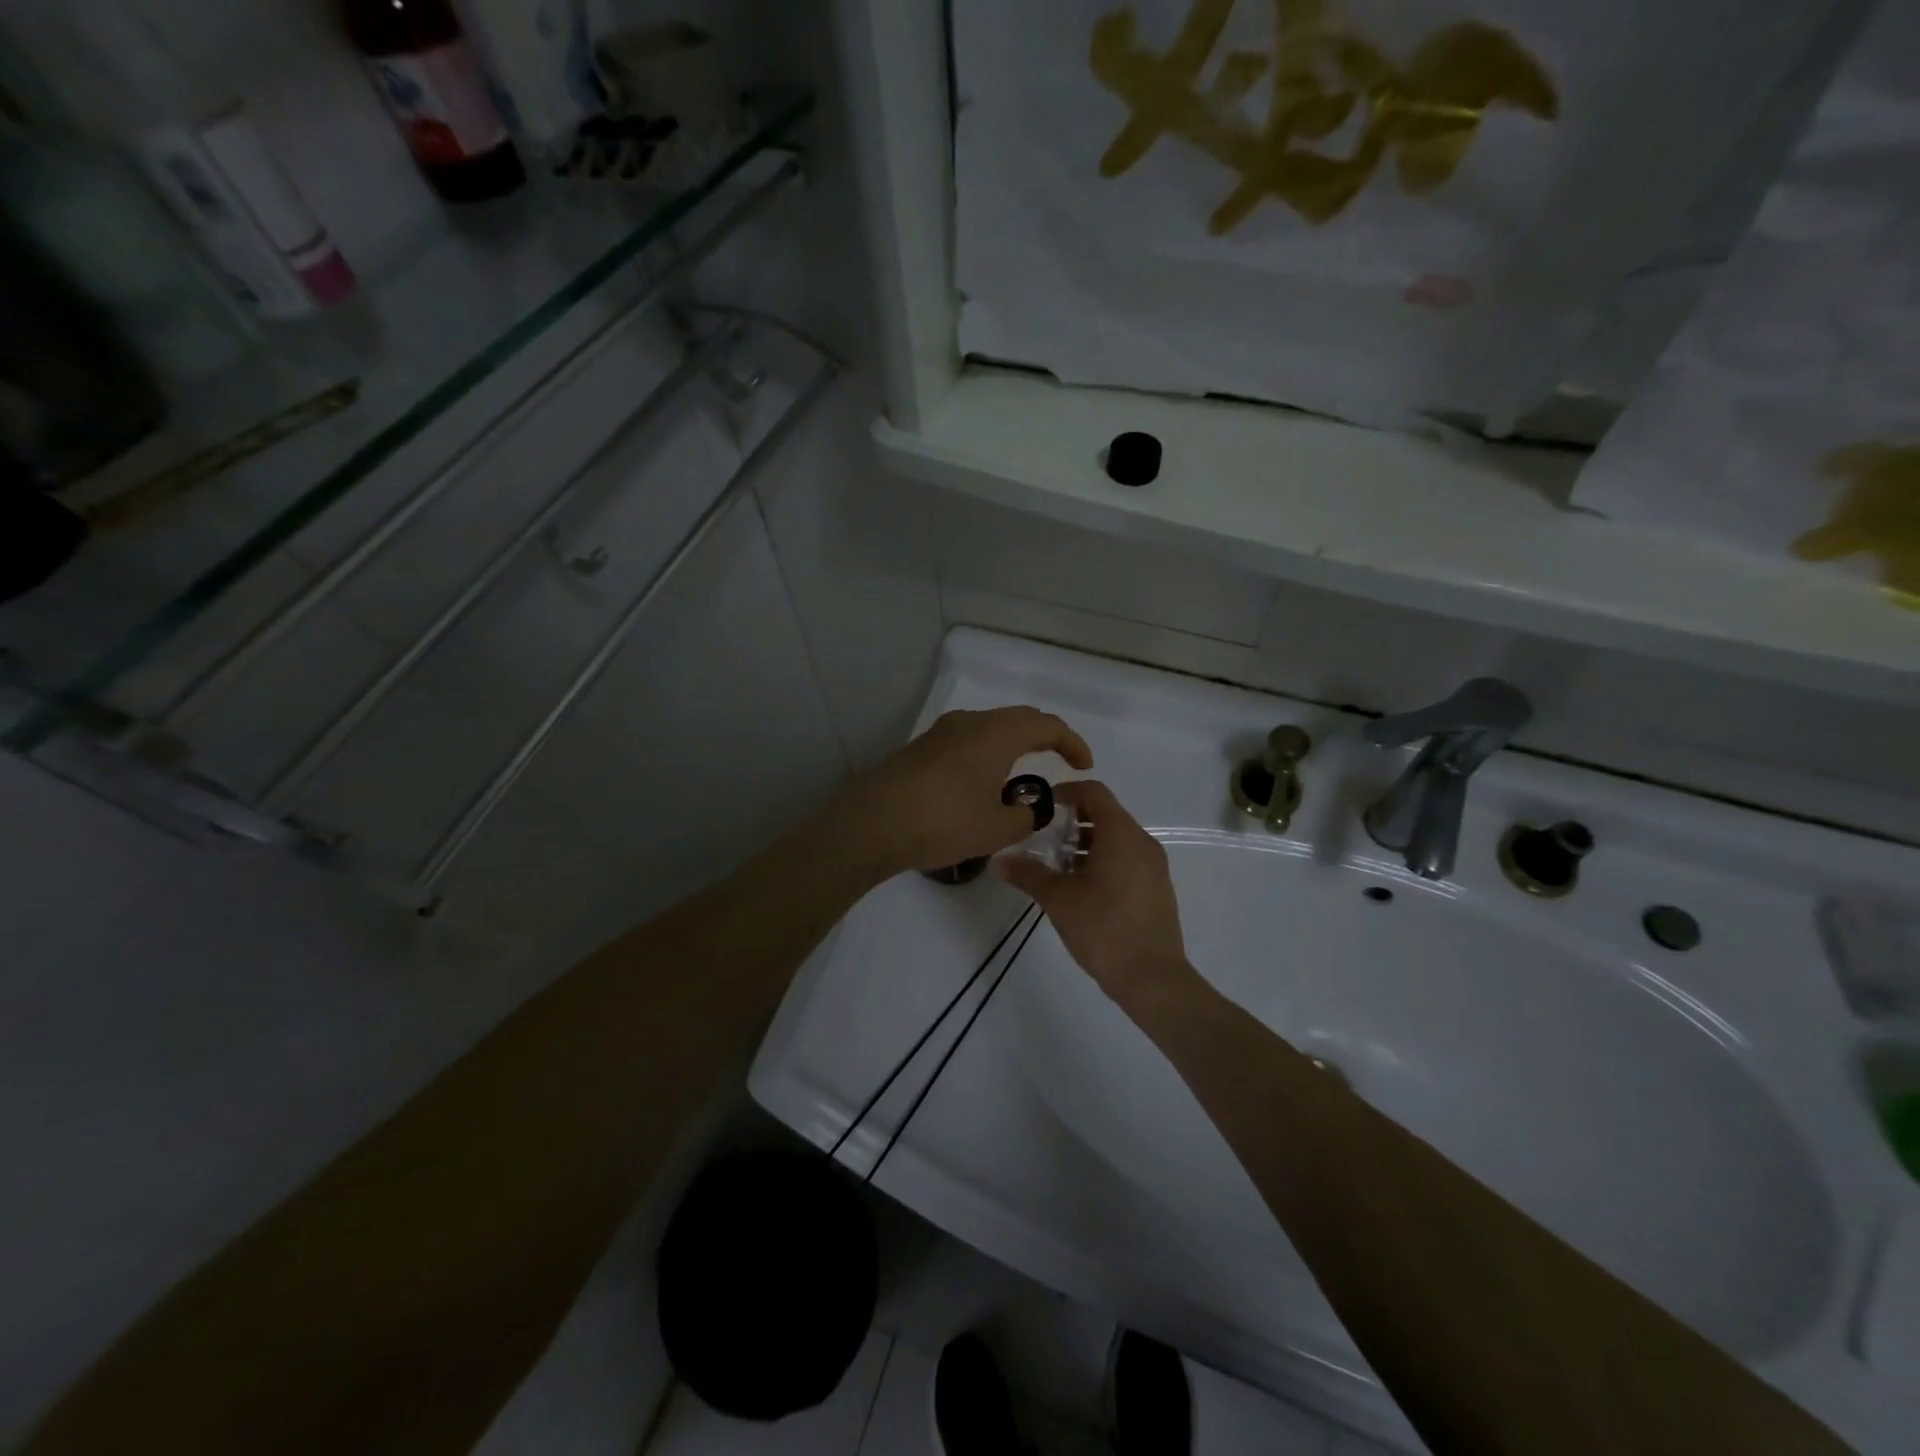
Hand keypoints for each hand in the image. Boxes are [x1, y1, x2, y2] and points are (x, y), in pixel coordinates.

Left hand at [845, 708, 1093, 874]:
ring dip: (1011, 745)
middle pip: (1018, 719)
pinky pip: (966, 741)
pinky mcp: (921, 748)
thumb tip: (1027, 807)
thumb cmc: (943, 821)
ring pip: (989, 728)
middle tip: (1060, 760)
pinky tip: (981, 783)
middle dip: (1044, 737)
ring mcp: (941, 733)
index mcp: (996, 734)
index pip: (1047, 725)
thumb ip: (1025, 817)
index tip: (1084, 765)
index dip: (1072, 743)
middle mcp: (970, 723)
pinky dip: (986, 753)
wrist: (872, 822)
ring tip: (1020, 775)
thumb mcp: (996, 829)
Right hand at [994, 780, 1190, 1004]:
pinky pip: (1128, 859)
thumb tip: (998, 859)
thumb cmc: (1103, 928)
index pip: (1093, 792)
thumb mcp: (1058, 899)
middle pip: (1106, 814)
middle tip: (1043, 840)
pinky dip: (1104, 861)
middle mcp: (1142, 842)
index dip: (1065, 791)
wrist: (1153, 978)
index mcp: (1121, 833)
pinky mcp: (1157, 888)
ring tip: (1059, 868)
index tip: (1041, 806)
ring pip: (1117, 839)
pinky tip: (1083, 890)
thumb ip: (1028, 873)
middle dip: (1073, 821)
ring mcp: (1154, 866)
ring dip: (1087, 844)